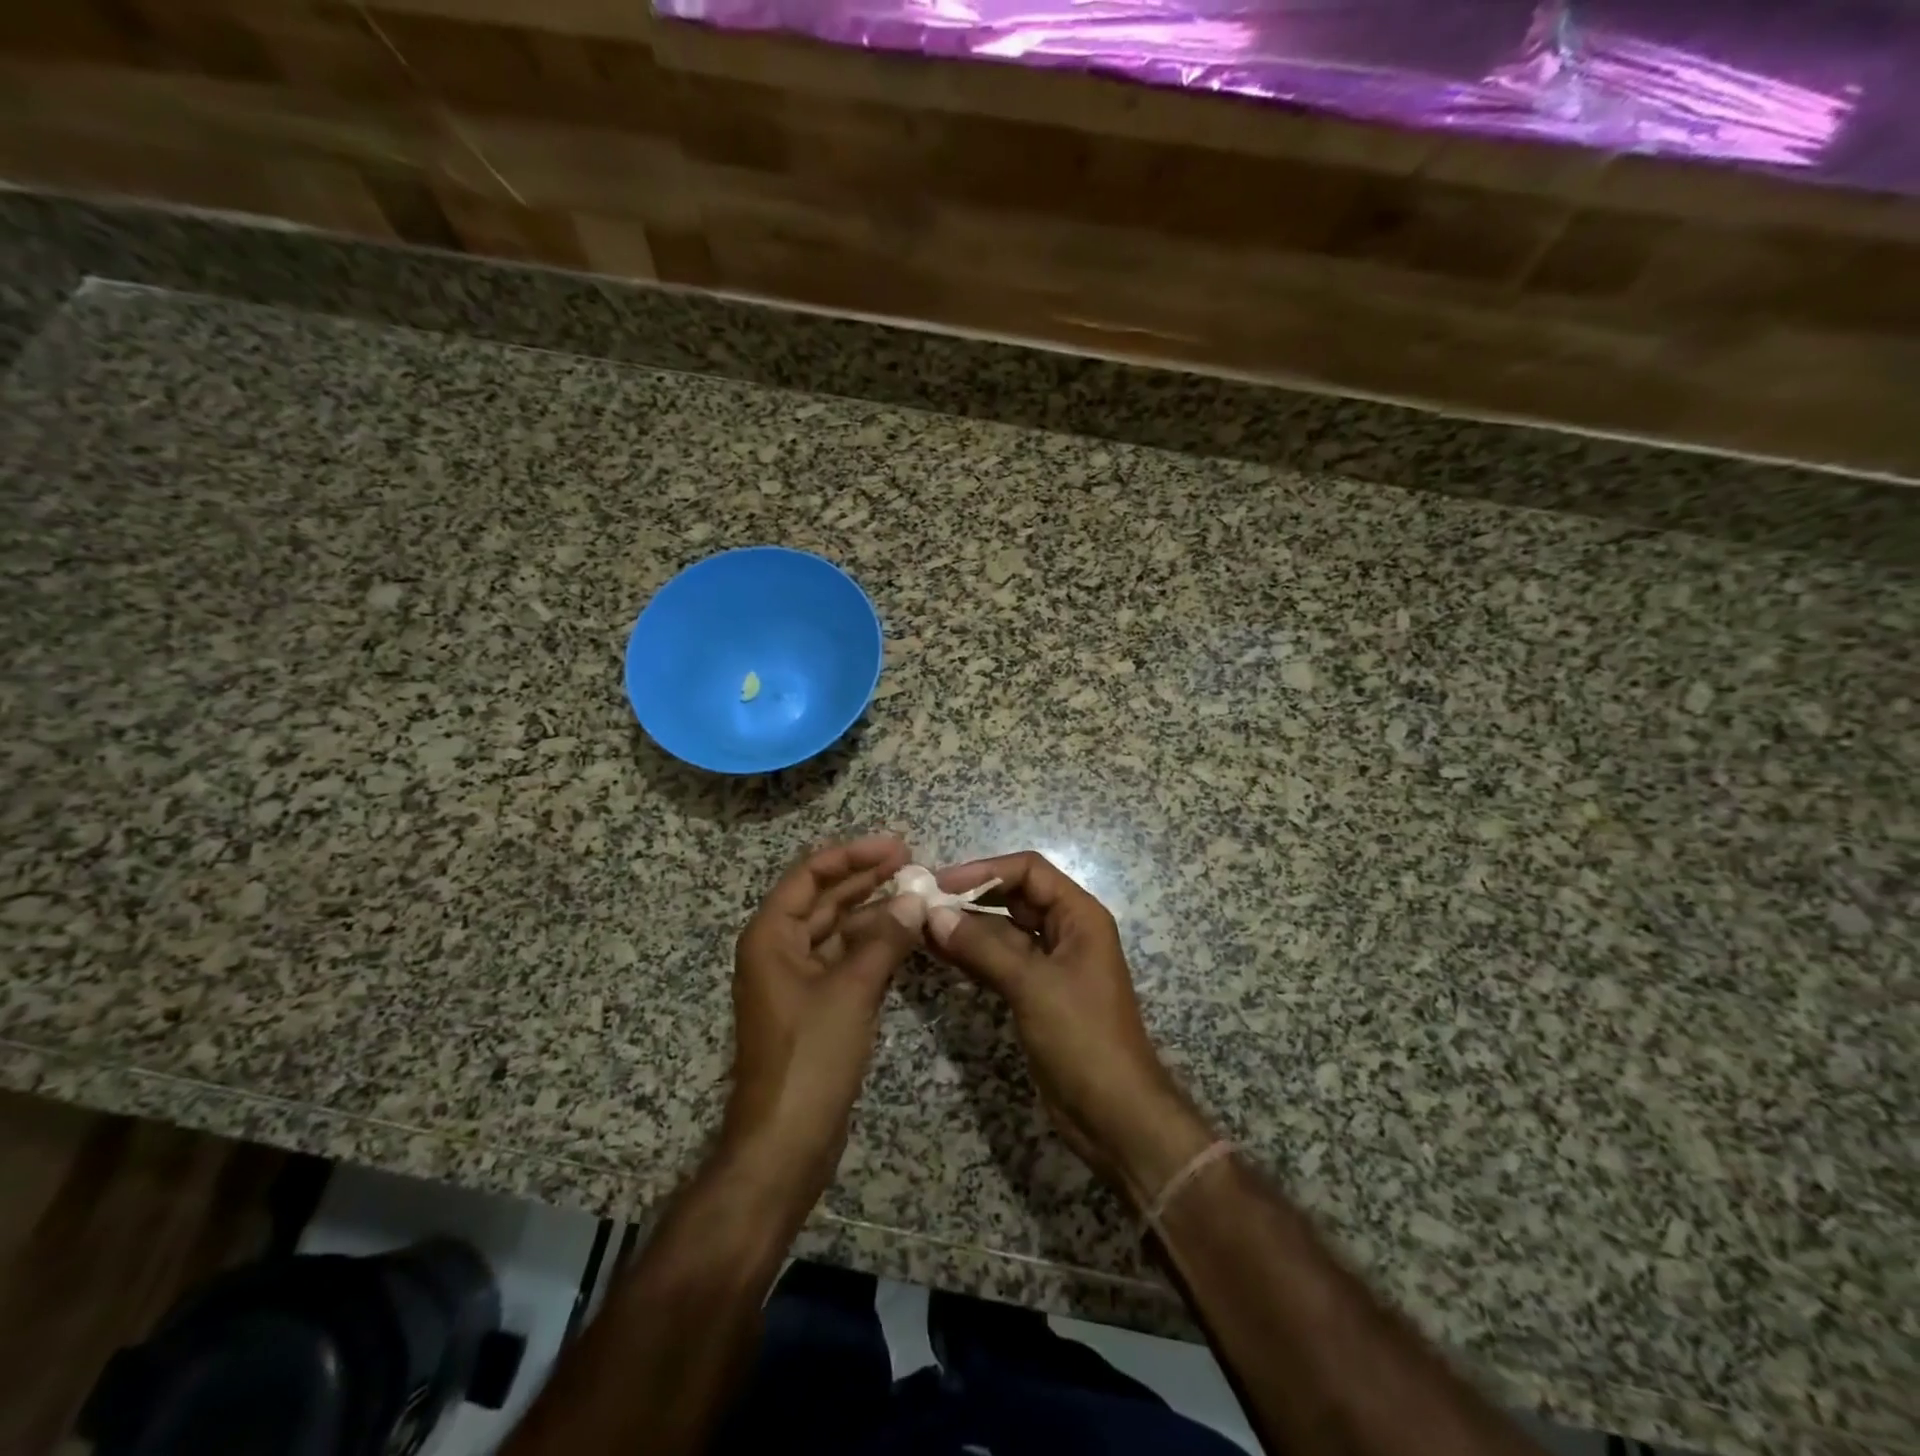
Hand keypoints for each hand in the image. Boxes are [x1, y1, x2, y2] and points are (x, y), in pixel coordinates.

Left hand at [723, 835, 923, 1215]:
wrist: (785, 1144)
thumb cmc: (810, 1057)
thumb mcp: (851, 991)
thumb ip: (885, 939)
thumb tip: (915, 898)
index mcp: (771, 936)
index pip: (810, 875)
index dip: (852, 855)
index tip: (895, 845)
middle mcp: (780, 950)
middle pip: (825, 899)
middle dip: (866, 878)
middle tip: (912, 861)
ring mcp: (798, 980)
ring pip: (838, 930)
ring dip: (874, 912)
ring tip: (917, 894)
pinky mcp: (817, 1006)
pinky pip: (846, 960)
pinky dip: (874, 946)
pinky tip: (906, 936)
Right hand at [925, 853, 1215, 1207]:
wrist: (1113, 1115)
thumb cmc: (1082, 1038)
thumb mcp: (1032, 986)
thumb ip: (982, 947)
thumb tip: (933, 914)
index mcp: (1079, 916)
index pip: (1029, 871)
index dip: (985, 871)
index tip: (941, 884)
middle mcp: (1065, 931)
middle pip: (1013, 897)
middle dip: (970, 898)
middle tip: (921, 904)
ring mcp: (1049, 964)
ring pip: (1001, 932)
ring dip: (965, 928)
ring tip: (918, 926)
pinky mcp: (1034, 994)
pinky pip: (998, 962)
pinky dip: (971, 956)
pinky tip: (937, 953)